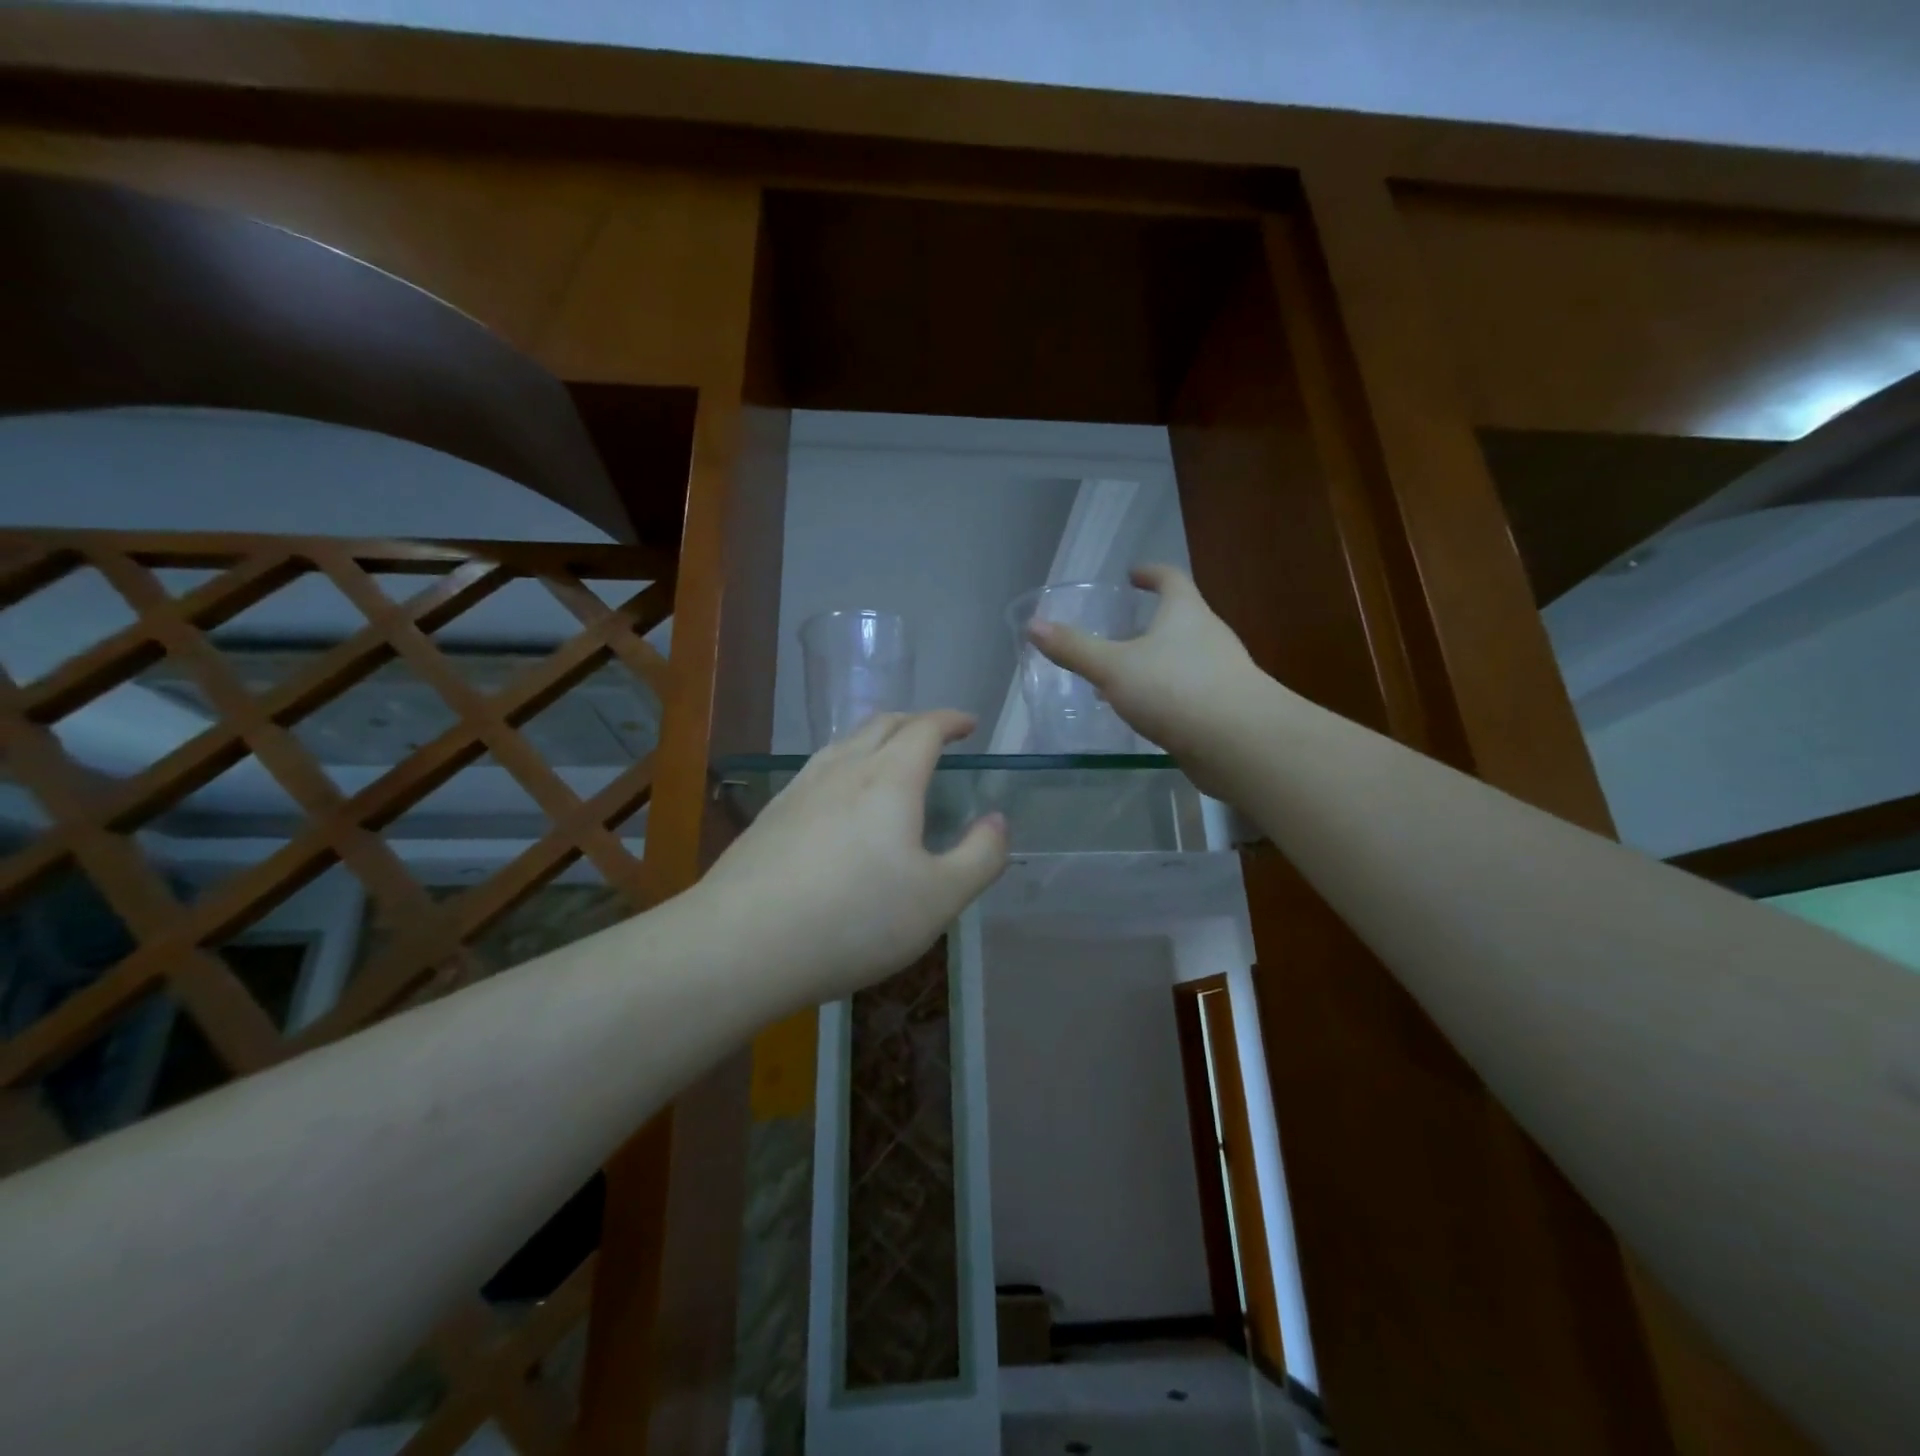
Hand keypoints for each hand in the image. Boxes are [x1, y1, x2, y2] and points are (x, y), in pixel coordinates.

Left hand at [695, 710, 1009, 1004]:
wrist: (743, 944)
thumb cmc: (855, 919)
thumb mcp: (939, 898)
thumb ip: (980, 857)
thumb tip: (997, 821)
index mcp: (890, 779)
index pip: (925, 728)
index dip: (950, 720)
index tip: (969, 724)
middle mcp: (843, 769)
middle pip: (881, 724)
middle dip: (914, 722)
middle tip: (935, 735)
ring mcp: (800, 789)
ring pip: (844, 743)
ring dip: (875, 739)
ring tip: (890, 758)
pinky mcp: (771, 815)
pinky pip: (817, 769)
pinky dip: (844, 764)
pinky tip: (838, 798)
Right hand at [1029, 565, 1263, 780]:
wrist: (1240, 744)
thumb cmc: (1175, 689)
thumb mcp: (1114, 667)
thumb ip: (1074, 648)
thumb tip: (1034, 625)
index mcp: (1185, 613)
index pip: (1170, 579)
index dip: (1150, 573)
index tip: (1132, 575)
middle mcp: (1209, 636)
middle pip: (1179, 619)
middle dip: (1148, 623)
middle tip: (1117, 632)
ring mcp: (1220, 673)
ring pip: (1181, 658)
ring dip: (1153, 662)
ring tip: (1120, 677)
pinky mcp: (1223, 708)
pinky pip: (1186, 691)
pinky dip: (1163, 694)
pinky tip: (1143, 713)